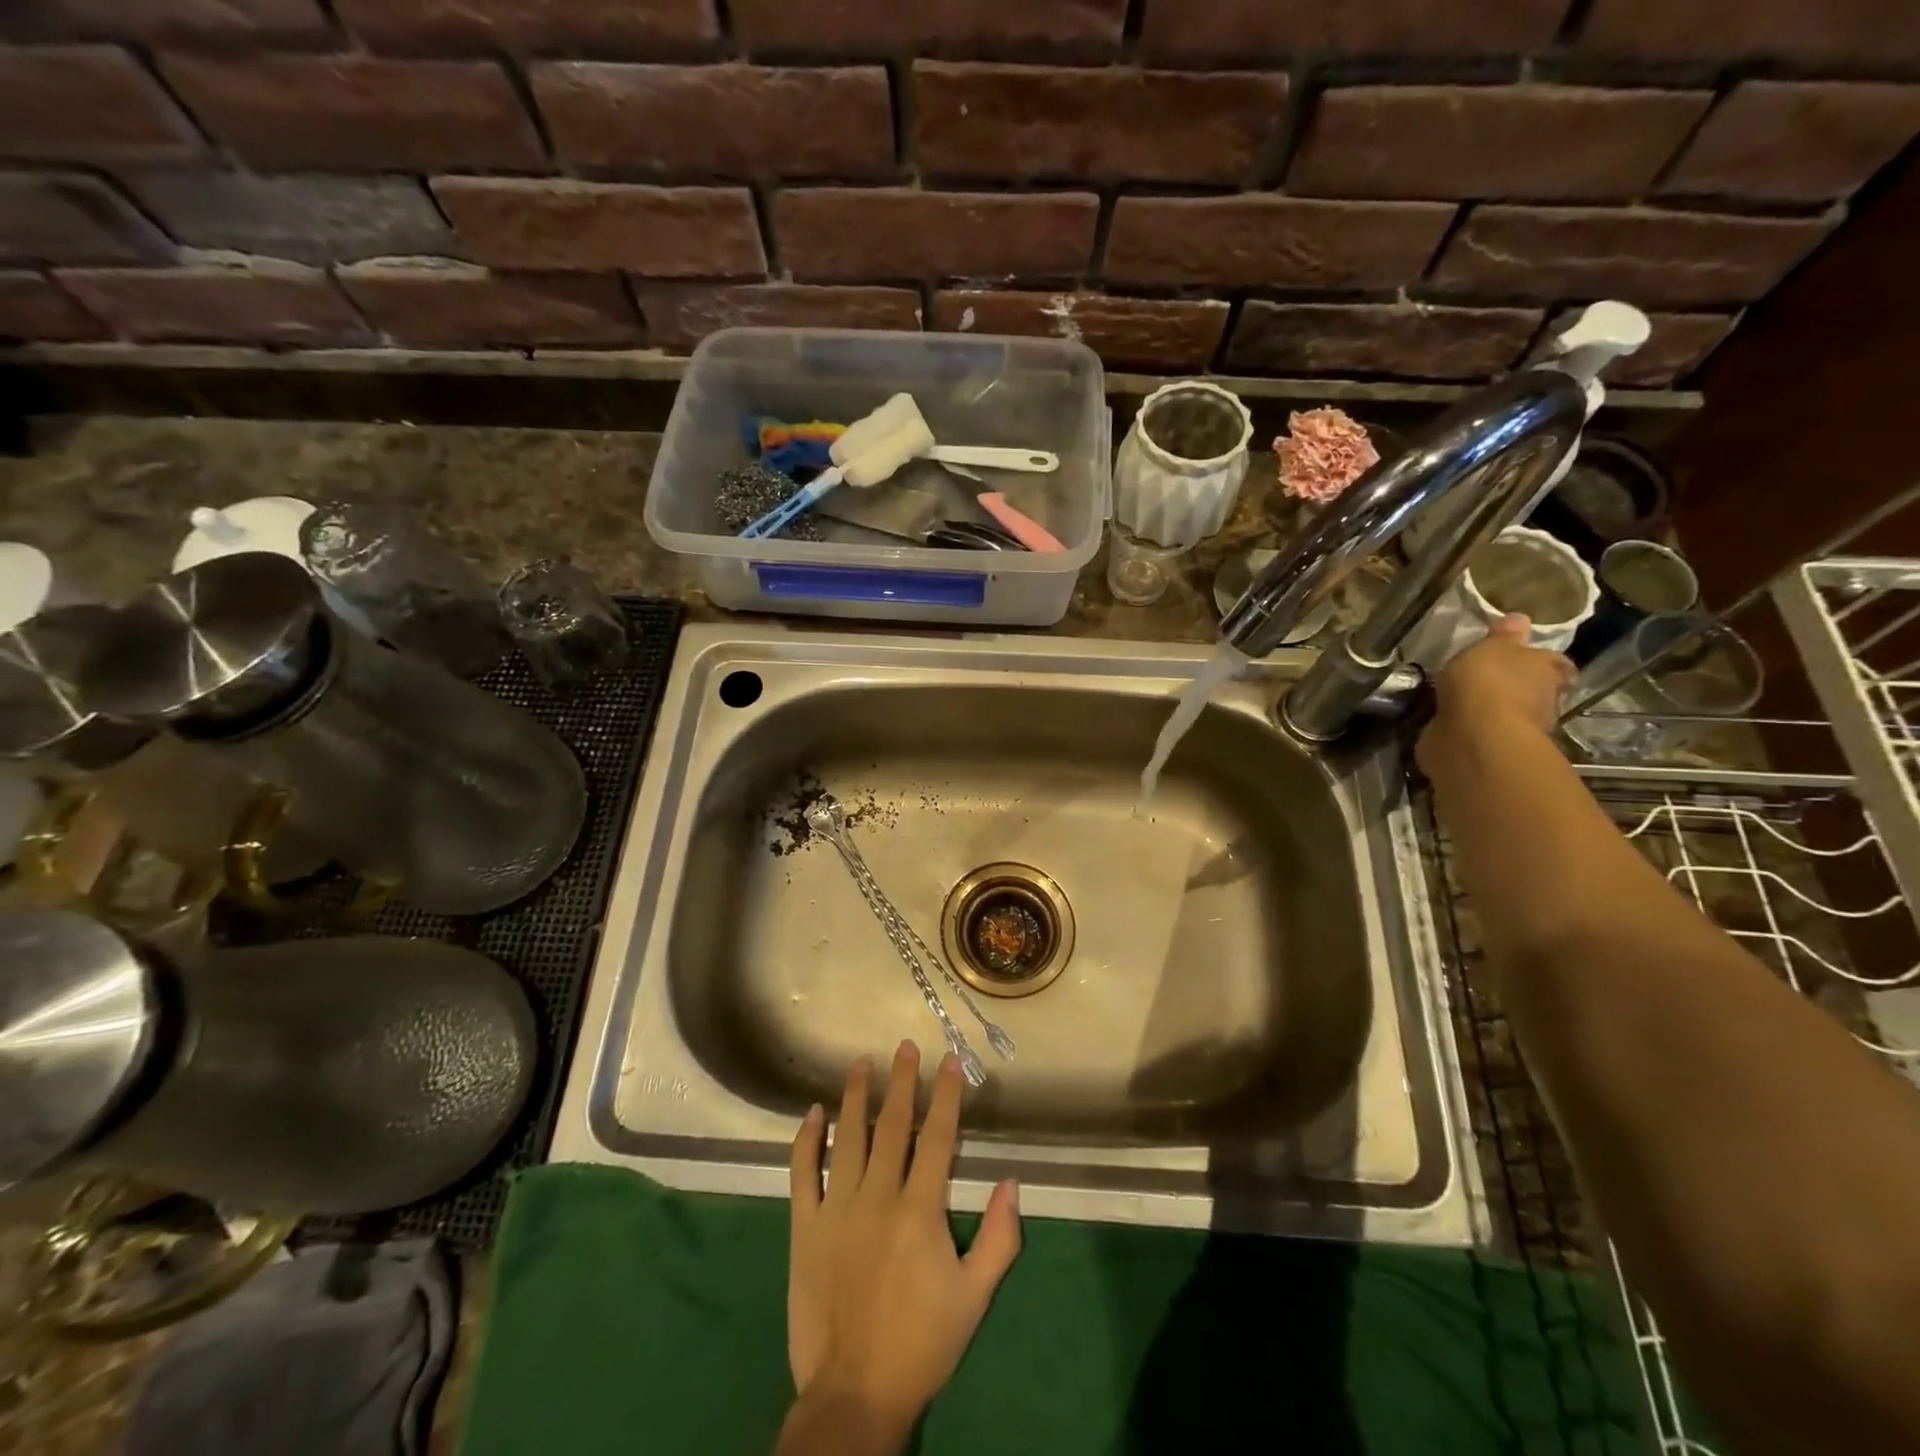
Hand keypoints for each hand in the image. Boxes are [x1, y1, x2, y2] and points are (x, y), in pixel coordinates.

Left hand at [786, 1042, 1021, 1442]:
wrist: (854, 1394)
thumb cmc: (921, 1343)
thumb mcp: (975, 1297)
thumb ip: (1000, 1238)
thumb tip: (1012, 1182)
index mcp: (920, 1210)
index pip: (938, 1138)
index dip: (945, 1096)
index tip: (948, 1062)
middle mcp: (877, 1197)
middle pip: (892, 1126)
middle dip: (901, 1082)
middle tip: (904, 1046)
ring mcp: (836, 1209)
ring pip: (846, 1138)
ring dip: (855, 1097)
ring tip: (860, 1063)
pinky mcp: (804, 1227)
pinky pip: (802, 1173)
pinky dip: (806, 1140)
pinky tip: (813, 1113)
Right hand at [1418, 614, 1574, 768]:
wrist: (1473, 737)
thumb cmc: (1488, 682)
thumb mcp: (1492, 648)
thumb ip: (1504, 637)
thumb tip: (1520, 619)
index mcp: (1547, 670)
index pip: (1555, 663)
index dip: (1540, 659)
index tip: (1522, 657)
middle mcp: (1541, 700)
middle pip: (1533, 689)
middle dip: (1514, 685)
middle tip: (1486, 678)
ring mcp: (1517, 728)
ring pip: (1507, 712)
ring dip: (1490, 708)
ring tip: (1462, 701)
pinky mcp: (1490, 749)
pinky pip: (1481, 732)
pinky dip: (1470, 727)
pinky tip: (1451, 721)